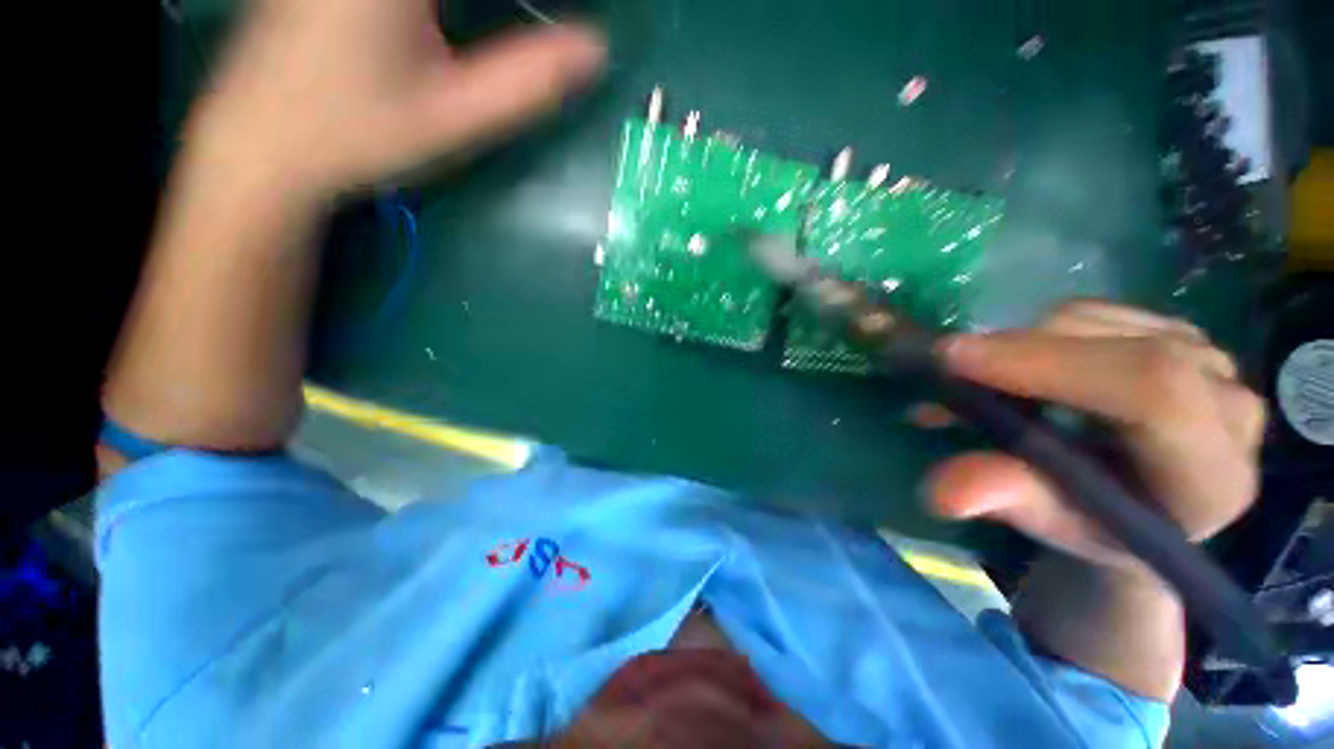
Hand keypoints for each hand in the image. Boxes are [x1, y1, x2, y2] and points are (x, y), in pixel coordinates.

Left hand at [186, 0, 605, 195]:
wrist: (263, 141)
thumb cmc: (359, 134)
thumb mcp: (455, 117)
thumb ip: (527, 82)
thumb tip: (596, 49)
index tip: (575, 21)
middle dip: (516, 4)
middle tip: (540, 25)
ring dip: (488, 5)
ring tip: (516, 26)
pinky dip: (453, 6)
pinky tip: (448, 26)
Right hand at [930, 300, 1265, 569]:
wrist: (1145, 504)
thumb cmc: (1100, 526)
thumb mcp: (1054, 524)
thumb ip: (1011, 501)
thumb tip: (942, 492)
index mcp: (1212, 471)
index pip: (1152, 390)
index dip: (1049, 364)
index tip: (954, 358)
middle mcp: (1226, 401)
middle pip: (1112, 344)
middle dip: (1013, 354)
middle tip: (947, 375)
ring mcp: (1206, 356)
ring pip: (1092, 320)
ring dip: (1017, 345)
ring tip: (981, 382)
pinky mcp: (1173, 330)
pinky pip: (1089, 312)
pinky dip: (1034, 335)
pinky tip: (1021, 368)